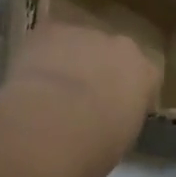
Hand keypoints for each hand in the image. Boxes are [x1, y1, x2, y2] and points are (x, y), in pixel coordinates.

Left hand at [2, 0, 162, 176]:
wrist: (52, 125)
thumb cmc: (93, 147)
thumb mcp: (119, 141)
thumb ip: (120, 118)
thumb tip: (108, 118)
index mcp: (145, 73)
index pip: (146, 76)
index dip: (130, 91)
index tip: (116, 110)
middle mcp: (121, 45)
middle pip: (113, 53)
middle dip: (101, 68)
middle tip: (82, 96)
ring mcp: (86, 33)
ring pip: (80, 43)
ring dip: (71, 58)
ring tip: (50, 86)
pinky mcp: (51, 30)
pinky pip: (48, 33)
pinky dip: (42, 45)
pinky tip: (30, 55)